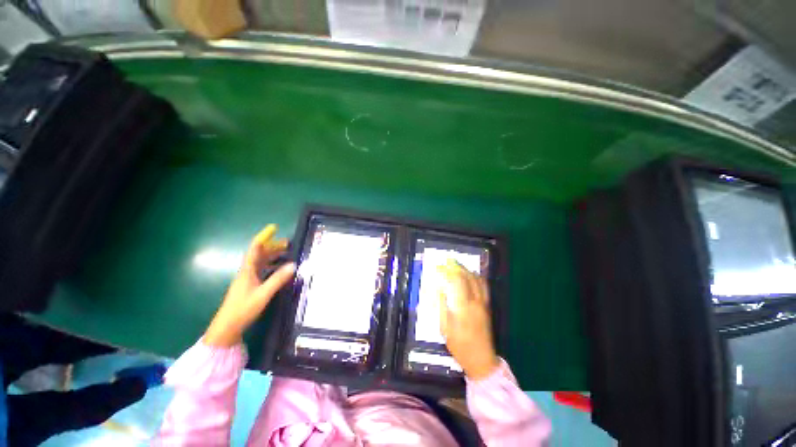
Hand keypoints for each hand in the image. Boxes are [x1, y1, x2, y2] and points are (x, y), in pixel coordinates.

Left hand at [204, 224, 295, 346]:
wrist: (227, 328)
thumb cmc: (243, 309)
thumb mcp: (263, 294)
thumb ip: (278, 279)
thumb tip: (293, 264)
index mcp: (247, 270)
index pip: (255, 248)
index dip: (264, 237)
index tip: (273, 228)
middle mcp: (247, 272)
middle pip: (259, 254)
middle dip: (272, 246)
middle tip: (288, 243)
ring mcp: (248, 279)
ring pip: (261, 262)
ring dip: (273, 256)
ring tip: (287, 253)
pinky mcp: (250, 287)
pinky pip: (262, 270)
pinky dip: (272, 266)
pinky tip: (280, 269)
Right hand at [437, 260, 499, 380]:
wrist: (481, 359)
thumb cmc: (460, 345)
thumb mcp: (445, 328)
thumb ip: (441, 306)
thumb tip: (439, 289)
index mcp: (463, 306)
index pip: (456, 281)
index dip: (447, 271)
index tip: (438, 267)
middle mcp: (475, 301)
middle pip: (468, 277)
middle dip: (457, 266)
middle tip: (448, 261)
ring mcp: (483, 303)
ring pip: (478, 280)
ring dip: (467, 269)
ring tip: (458, 265)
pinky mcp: (487, 307)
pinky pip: (484, 286)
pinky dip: (477, 277)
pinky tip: (471, 275)